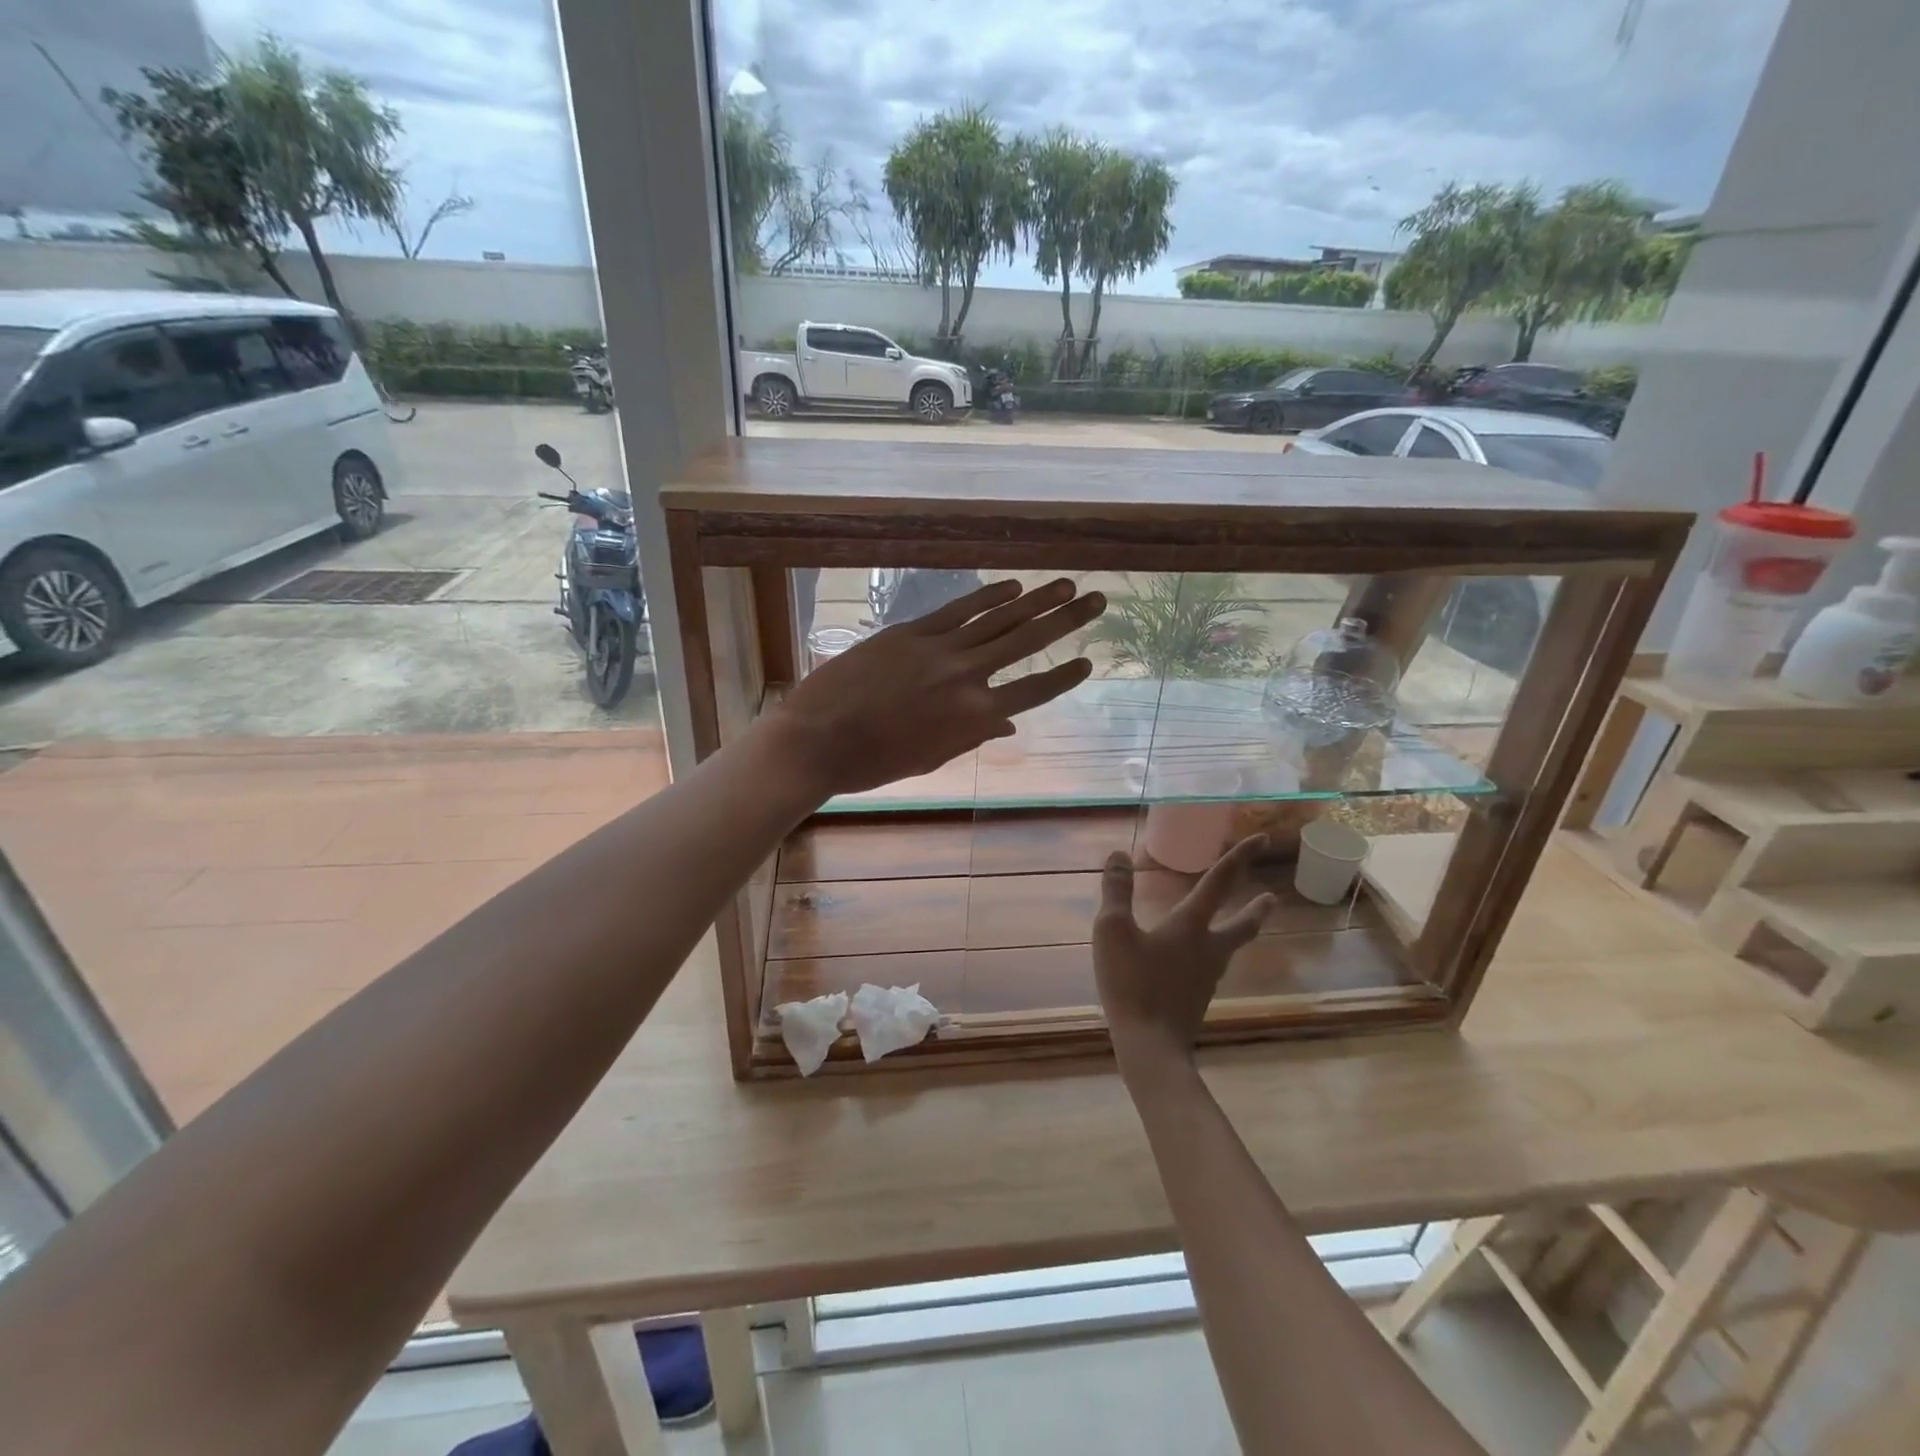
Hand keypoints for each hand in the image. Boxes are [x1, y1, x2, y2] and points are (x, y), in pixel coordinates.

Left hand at [772, 578, 1104, 798]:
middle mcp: (967, 677)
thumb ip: (972, 736)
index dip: (1063, 676)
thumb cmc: (875, 763)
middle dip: (1066, 620)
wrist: (819, 739)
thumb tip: (1008, 725)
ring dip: (1036, 600)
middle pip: (1026, 643)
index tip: (1088, 660)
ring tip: (1065, 585)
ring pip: (998, 619)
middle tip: (1097, 599)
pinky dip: (987, 596)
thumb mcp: (930, 756)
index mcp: (973, 718)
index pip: (1032, 690)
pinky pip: (958, 609)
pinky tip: (1011, 586)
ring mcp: (939, 649)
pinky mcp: (911, 632)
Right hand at [1093, 835, 1274, 1071]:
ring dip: (1238, 931)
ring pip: (1228, 947)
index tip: (1261, 839)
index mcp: (1191, 926)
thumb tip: (1119, 854)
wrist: (1150, 1047)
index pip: (1219, 883)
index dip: (1240, 858)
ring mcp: (1206, 977)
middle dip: (1255, 910)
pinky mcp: (1197, 998)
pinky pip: (1210, 966)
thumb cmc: (1132, 984)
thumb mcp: (1113, 931)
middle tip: (1273, 899)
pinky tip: (1198, 961)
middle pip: (1240, 925)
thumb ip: (1116, 892)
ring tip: (1239, 925)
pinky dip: (1212, 953)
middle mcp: (1208, 948)